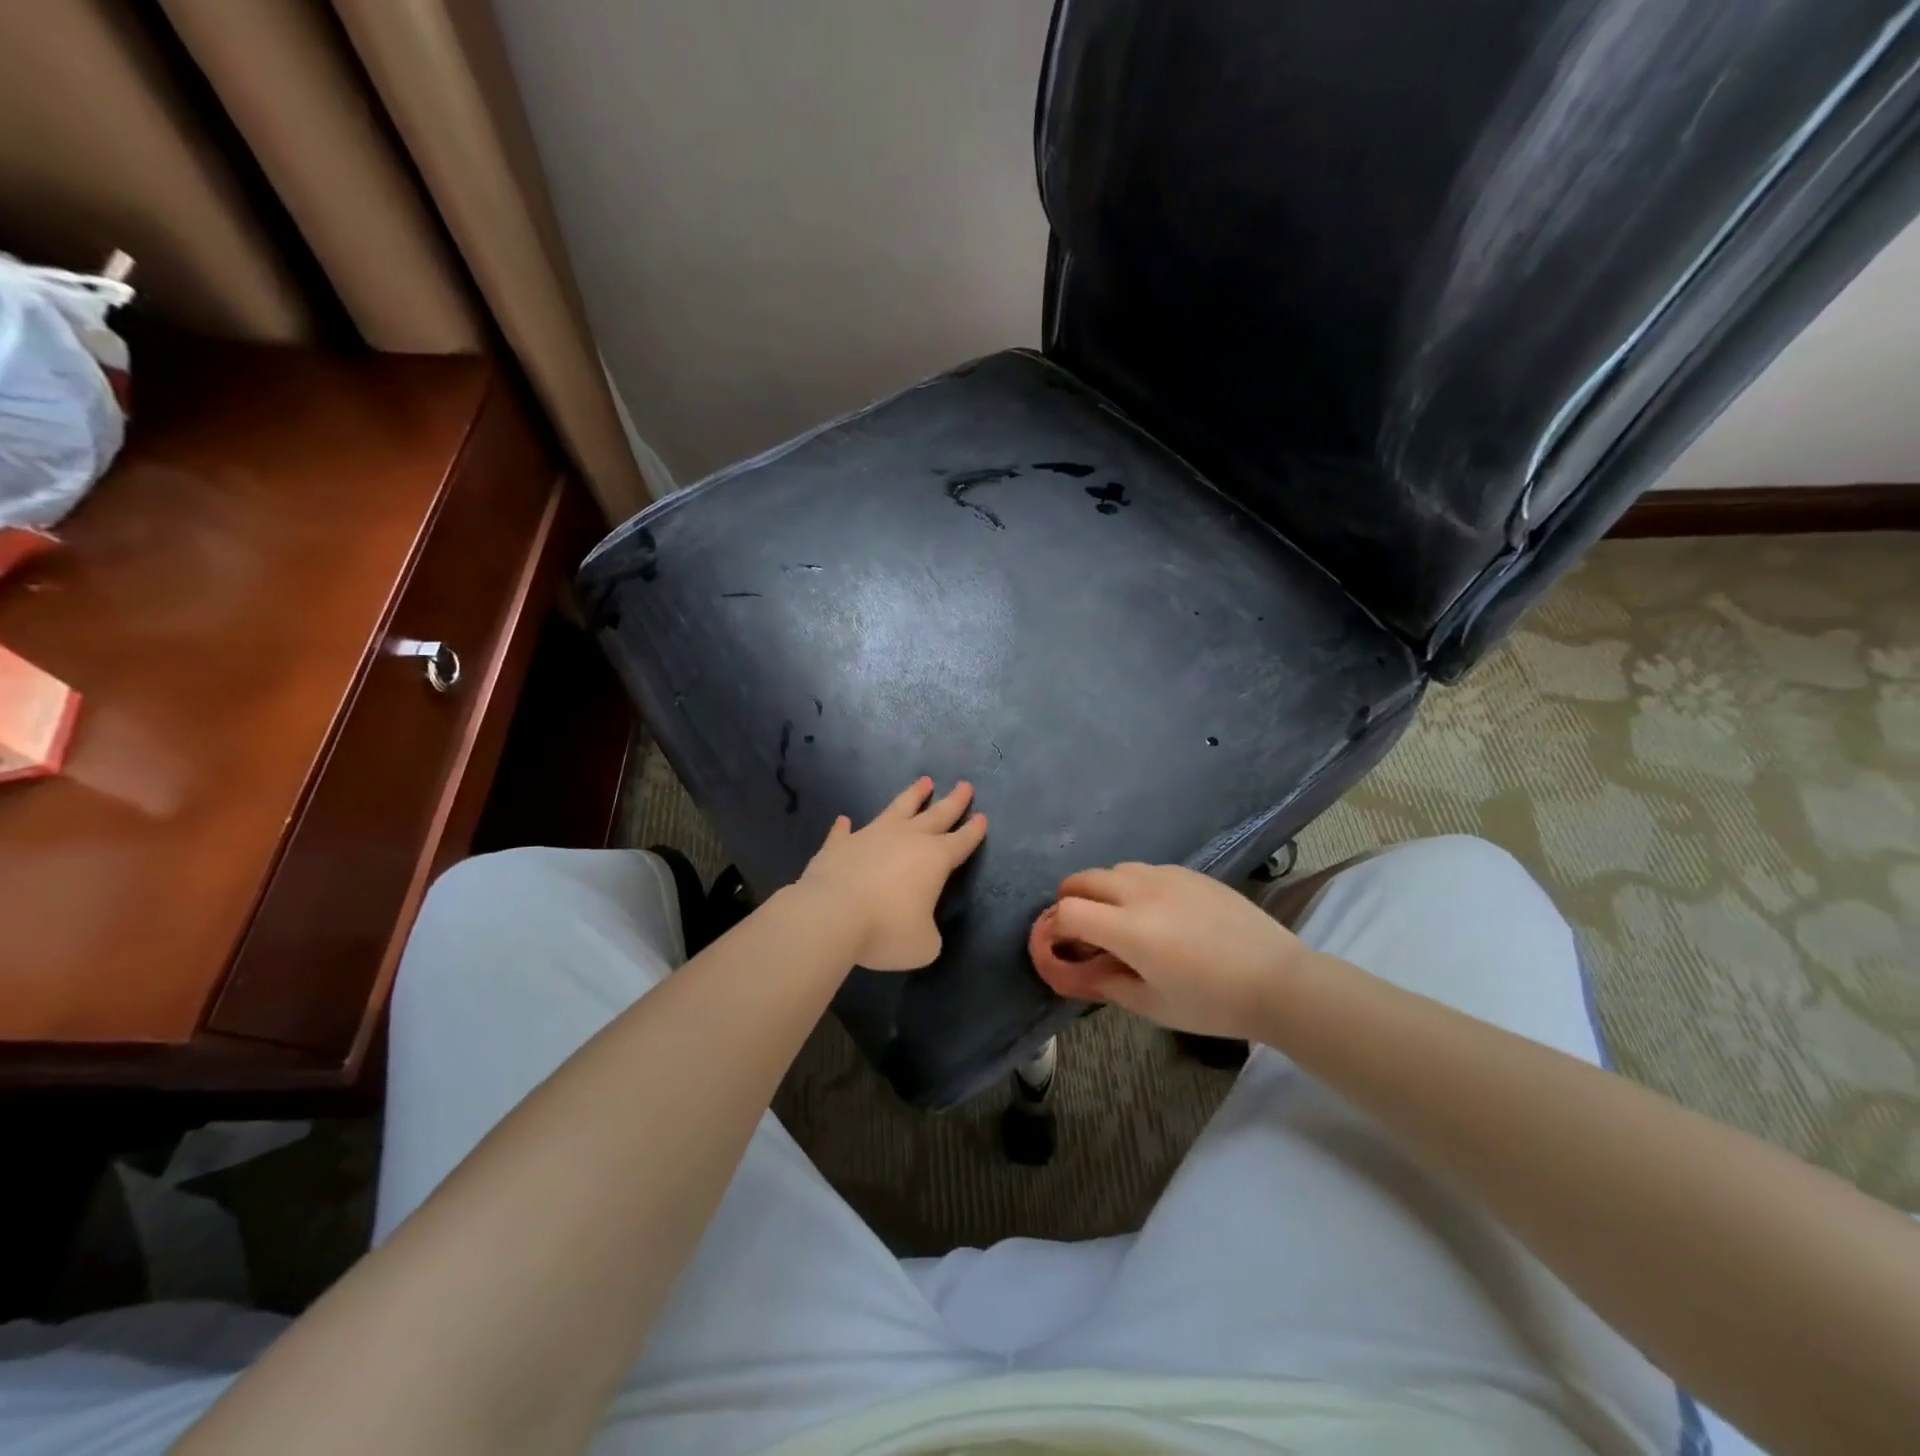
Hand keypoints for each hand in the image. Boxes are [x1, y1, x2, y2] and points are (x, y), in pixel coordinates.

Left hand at [796, 777, 987, 970]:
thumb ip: (928, 932)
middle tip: (964, 785)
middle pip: (936, 815)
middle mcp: (906, 839)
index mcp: (935, 859)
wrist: (831, 913)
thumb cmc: (886, 929)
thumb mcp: (923, 945)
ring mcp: (871, 836)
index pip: (961, 841)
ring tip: (924, 781)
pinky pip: (844, 832)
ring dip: (913, 795)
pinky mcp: (839, 845)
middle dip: (954, 801)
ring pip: (898, 808)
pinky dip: (845, 827)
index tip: (982, 816)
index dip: (973, 831)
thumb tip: (918, 925)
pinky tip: (844, 821)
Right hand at [1028, 862, 1309, 1040]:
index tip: (1059, 947)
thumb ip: (1106, 984)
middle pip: (1082, 879)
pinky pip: (1146, 869)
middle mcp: (1141, 892)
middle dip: (1069, 901)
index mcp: (1129, 929)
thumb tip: (1077, 972)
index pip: (1067, 911)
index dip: (1053, 929)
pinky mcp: (1190, 872)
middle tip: (1081, 930)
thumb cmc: (1213, 1003)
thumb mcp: (1153, 1005)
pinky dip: (1133, 885)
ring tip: (1118, 918)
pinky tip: (1155, 911)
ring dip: (1102, 890)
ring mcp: (1167, 876)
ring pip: (1114, 869)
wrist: (1278, 980)